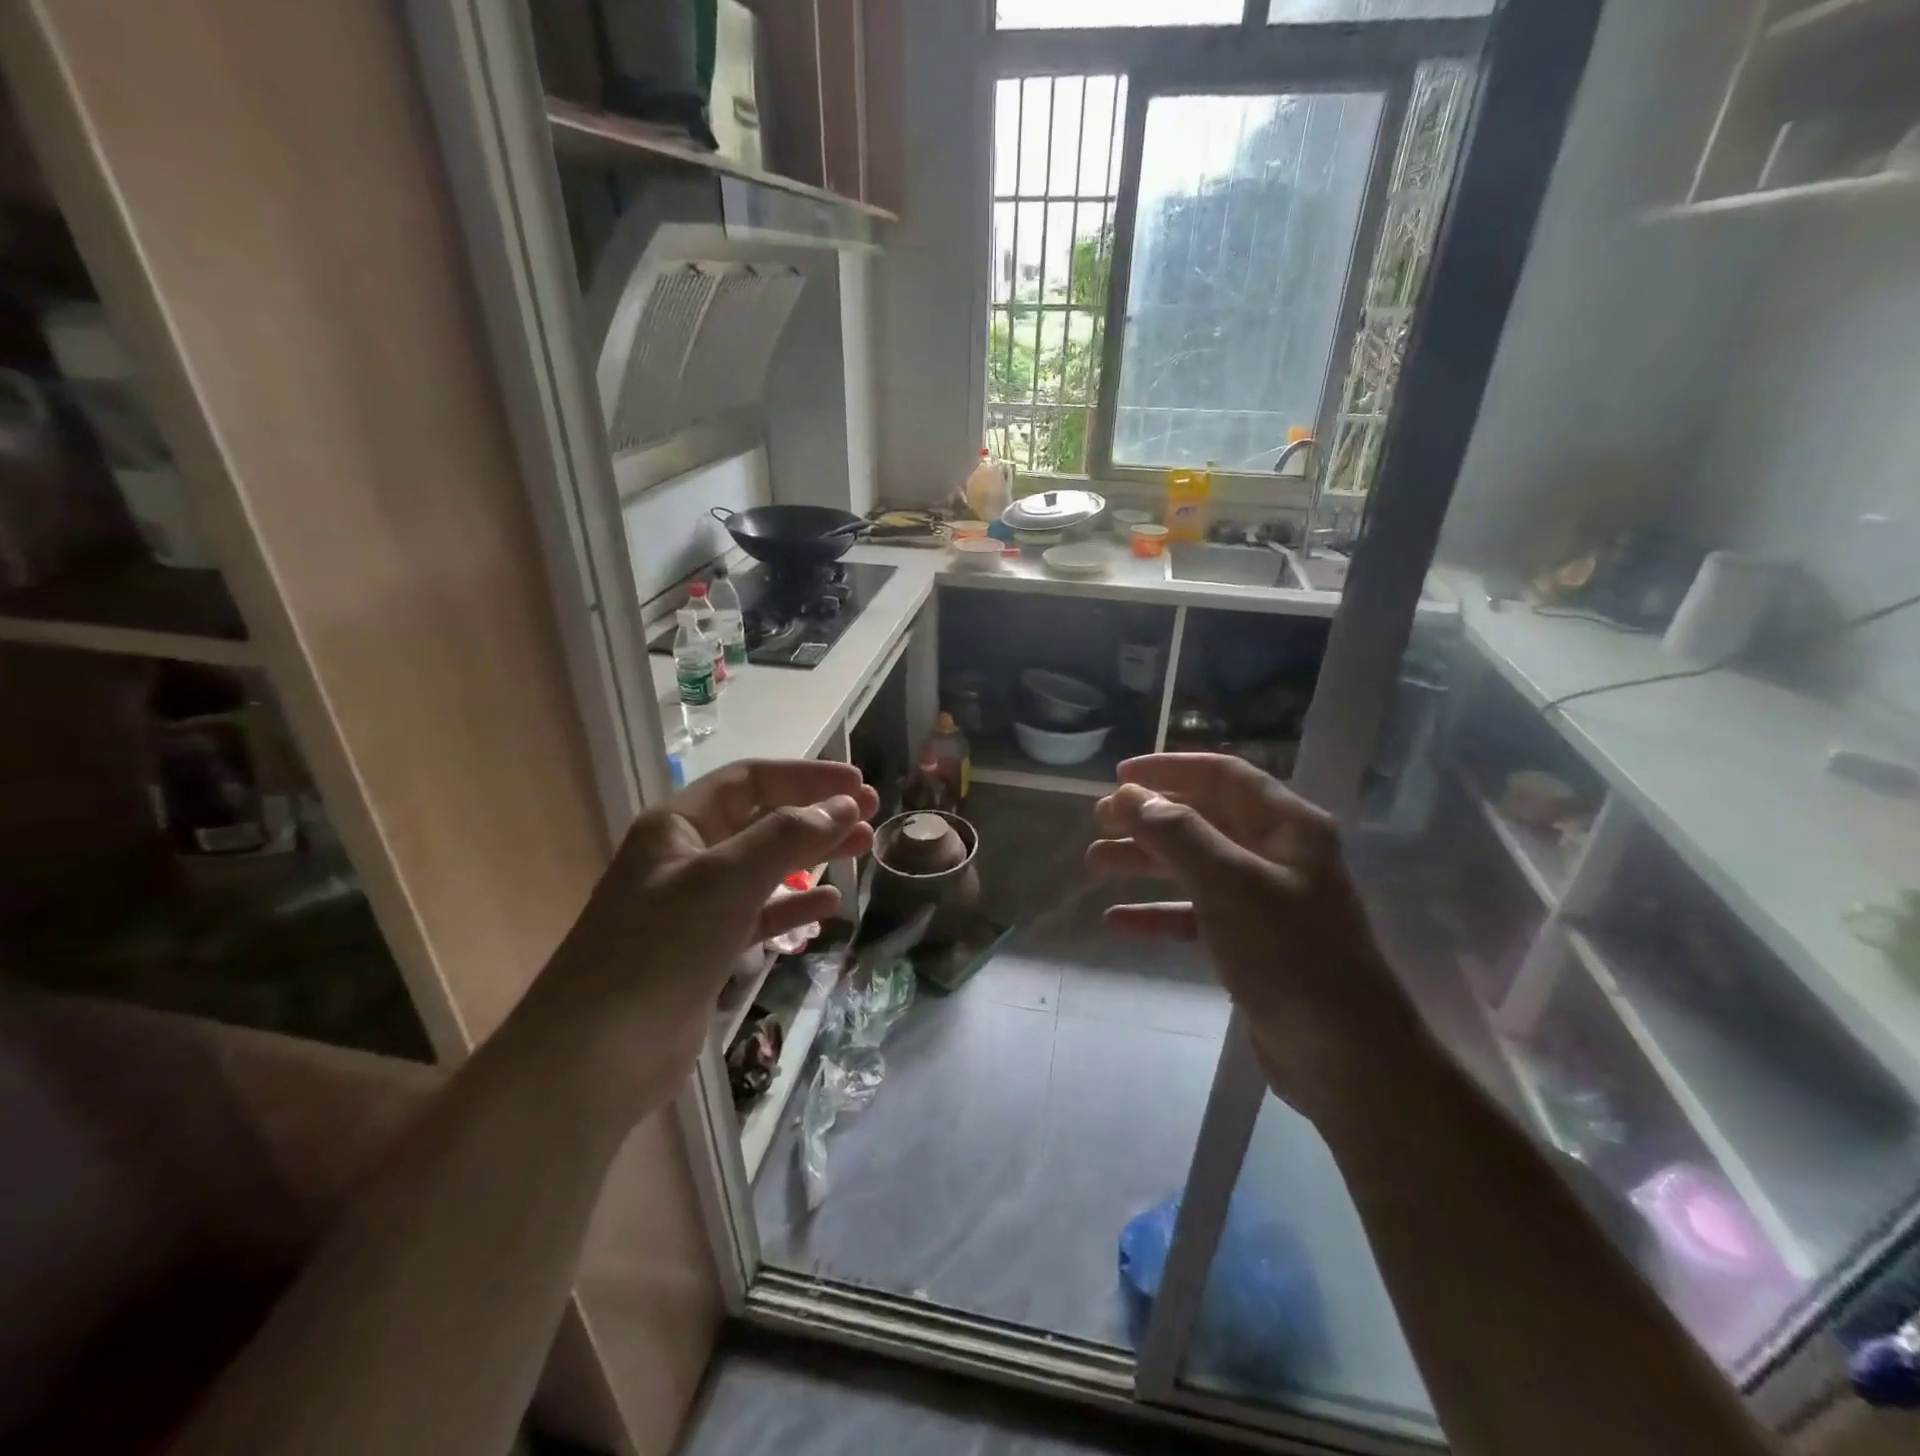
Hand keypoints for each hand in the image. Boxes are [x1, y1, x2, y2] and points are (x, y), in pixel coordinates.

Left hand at [513, 759, 877, 1120]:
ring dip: (813, 855)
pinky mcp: (706, 949)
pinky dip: (795, 907)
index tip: (858, 785)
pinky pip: (760, 913)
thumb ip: (787, 837)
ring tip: (862, 849)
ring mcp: (695, 905)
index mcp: (678, 825)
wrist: (597, 1057)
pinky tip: (829, 906)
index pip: (751, 780)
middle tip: (871, 816)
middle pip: (762, 820)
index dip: (806, 777)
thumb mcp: (726, 879)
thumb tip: (844, 805)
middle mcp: (686, 857)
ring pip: (766, 866)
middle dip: (816, 813)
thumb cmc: (659, 950)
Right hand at [1086, 753, 1418, 1122]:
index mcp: (1287, 826)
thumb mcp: (1230, 884)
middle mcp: (1276, 854)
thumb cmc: (1290, 954)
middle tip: (1100, 820)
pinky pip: (1194, 914)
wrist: (1345, 1058)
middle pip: (1203, 818)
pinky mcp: (1250, 943)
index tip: (1119, 774)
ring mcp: (1263, 901)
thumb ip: (1178, 834)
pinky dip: (1158, 912)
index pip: (1223, 775)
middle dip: (1149, 817)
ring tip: (1095, 863)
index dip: (1169, 769)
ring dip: (1145, 861)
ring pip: (1193, 865)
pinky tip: (1118, 920)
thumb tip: (1131, 796)